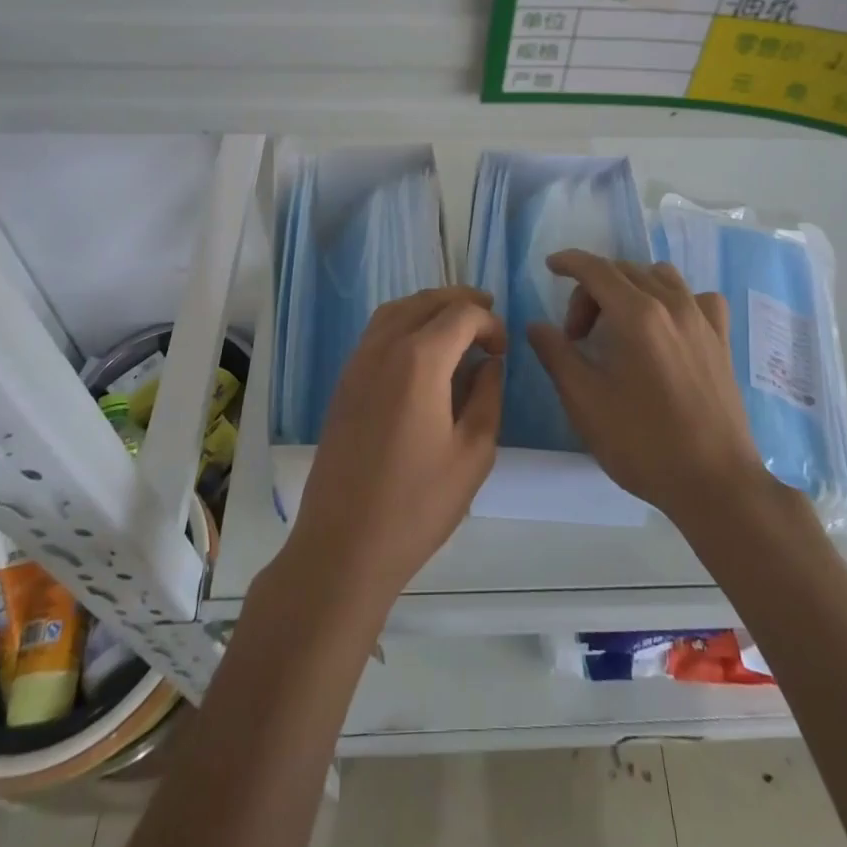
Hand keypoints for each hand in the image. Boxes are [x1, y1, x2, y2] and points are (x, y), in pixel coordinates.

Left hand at [286, 287, 504, 616]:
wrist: (343, 545)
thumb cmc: (417, 504)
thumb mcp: (473, 453)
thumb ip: (487, 396)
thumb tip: (489, 363)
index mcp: (419, 360)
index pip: (462, 314)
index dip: (490, 322)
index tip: (503, 351)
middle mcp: (384, 347)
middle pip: (426, 301)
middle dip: (461, 302)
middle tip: (488, 316)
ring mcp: (357, 362)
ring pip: (397, 310)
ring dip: (430, 307)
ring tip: (457, 325)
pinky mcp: (344, 382)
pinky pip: (377, 331)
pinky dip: (405, 322)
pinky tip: (421, 350)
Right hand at [526, 251, 766, 527]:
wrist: (714, 483)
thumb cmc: (642, 443)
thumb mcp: (584, 401)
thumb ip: (556, 355)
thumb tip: (537, 325)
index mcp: (636, 314)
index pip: (596, 269)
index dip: (569, 262)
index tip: (550, 266)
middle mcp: (672, 304)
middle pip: (623, 272)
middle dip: (592, 291)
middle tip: (577, 336)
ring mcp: (702, 319)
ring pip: (660, 277)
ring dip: (631, 289)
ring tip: (619, 327)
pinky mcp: (722, 339)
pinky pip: (696, 298)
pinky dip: (674, 300)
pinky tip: (667, 328)